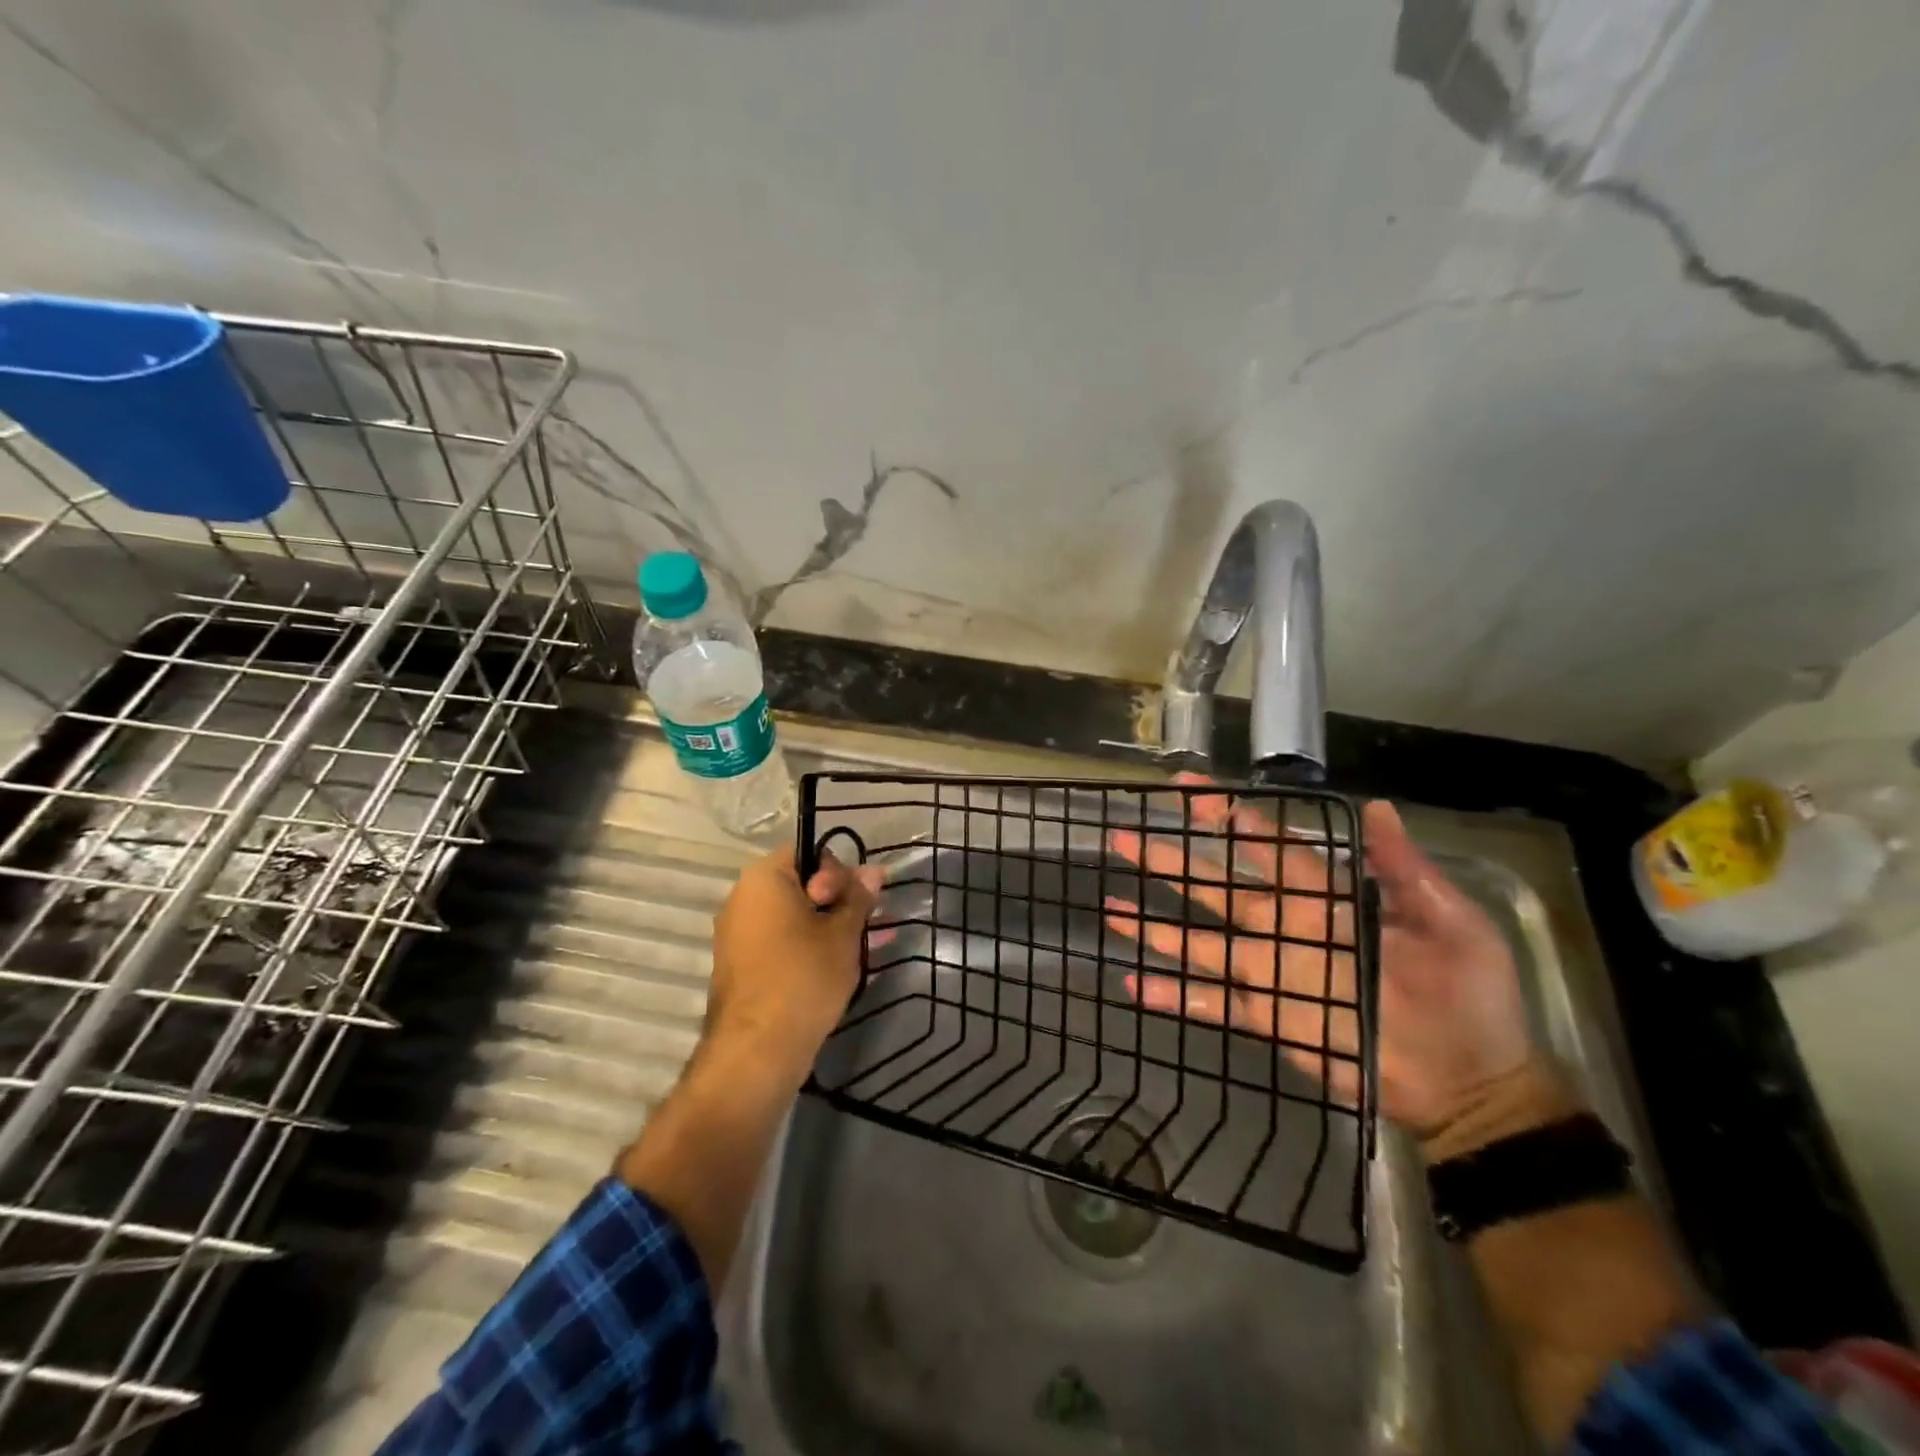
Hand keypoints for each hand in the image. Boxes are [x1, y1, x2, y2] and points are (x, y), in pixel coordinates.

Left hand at [706, 848, 883, 1088]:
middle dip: (839, 901)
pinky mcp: (743, 967)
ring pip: (795, 917)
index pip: (809, 853)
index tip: (859, 901)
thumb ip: (858, 898)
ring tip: (867, 944)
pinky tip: (843, 963)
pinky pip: (783, 942)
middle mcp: (743, 899)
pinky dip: (811, 946)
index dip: (841, 872)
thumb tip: (873, 871)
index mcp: (763, 879)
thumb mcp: (842, 934)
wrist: (756, 1052)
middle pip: (801, 885)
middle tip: (868, 924)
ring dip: (830, 925)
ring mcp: (739, 935)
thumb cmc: (803, 978)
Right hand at [1104, 775, 1531, 1136]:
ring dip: (1156, 925)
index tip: (1186, 789)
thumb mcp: (1451, 922)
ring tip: (1111, 905)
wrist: (1473, 1086)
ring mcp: (1270, 973)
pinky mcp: (1266, 1016)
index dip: (1226, 816)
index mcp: (1327, 898)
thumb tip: (1376, 806)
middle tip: (1124, 836)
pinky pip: (1211, 1002)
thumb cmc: (1469, 997)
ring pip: (1200, 940)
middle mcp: (1286, 928)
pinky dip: (1174, 994)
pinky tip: (1135, 983)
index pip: (1266, 845)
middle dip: (1170, 860)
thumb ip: (1404, 868)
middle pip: (1216, 886)